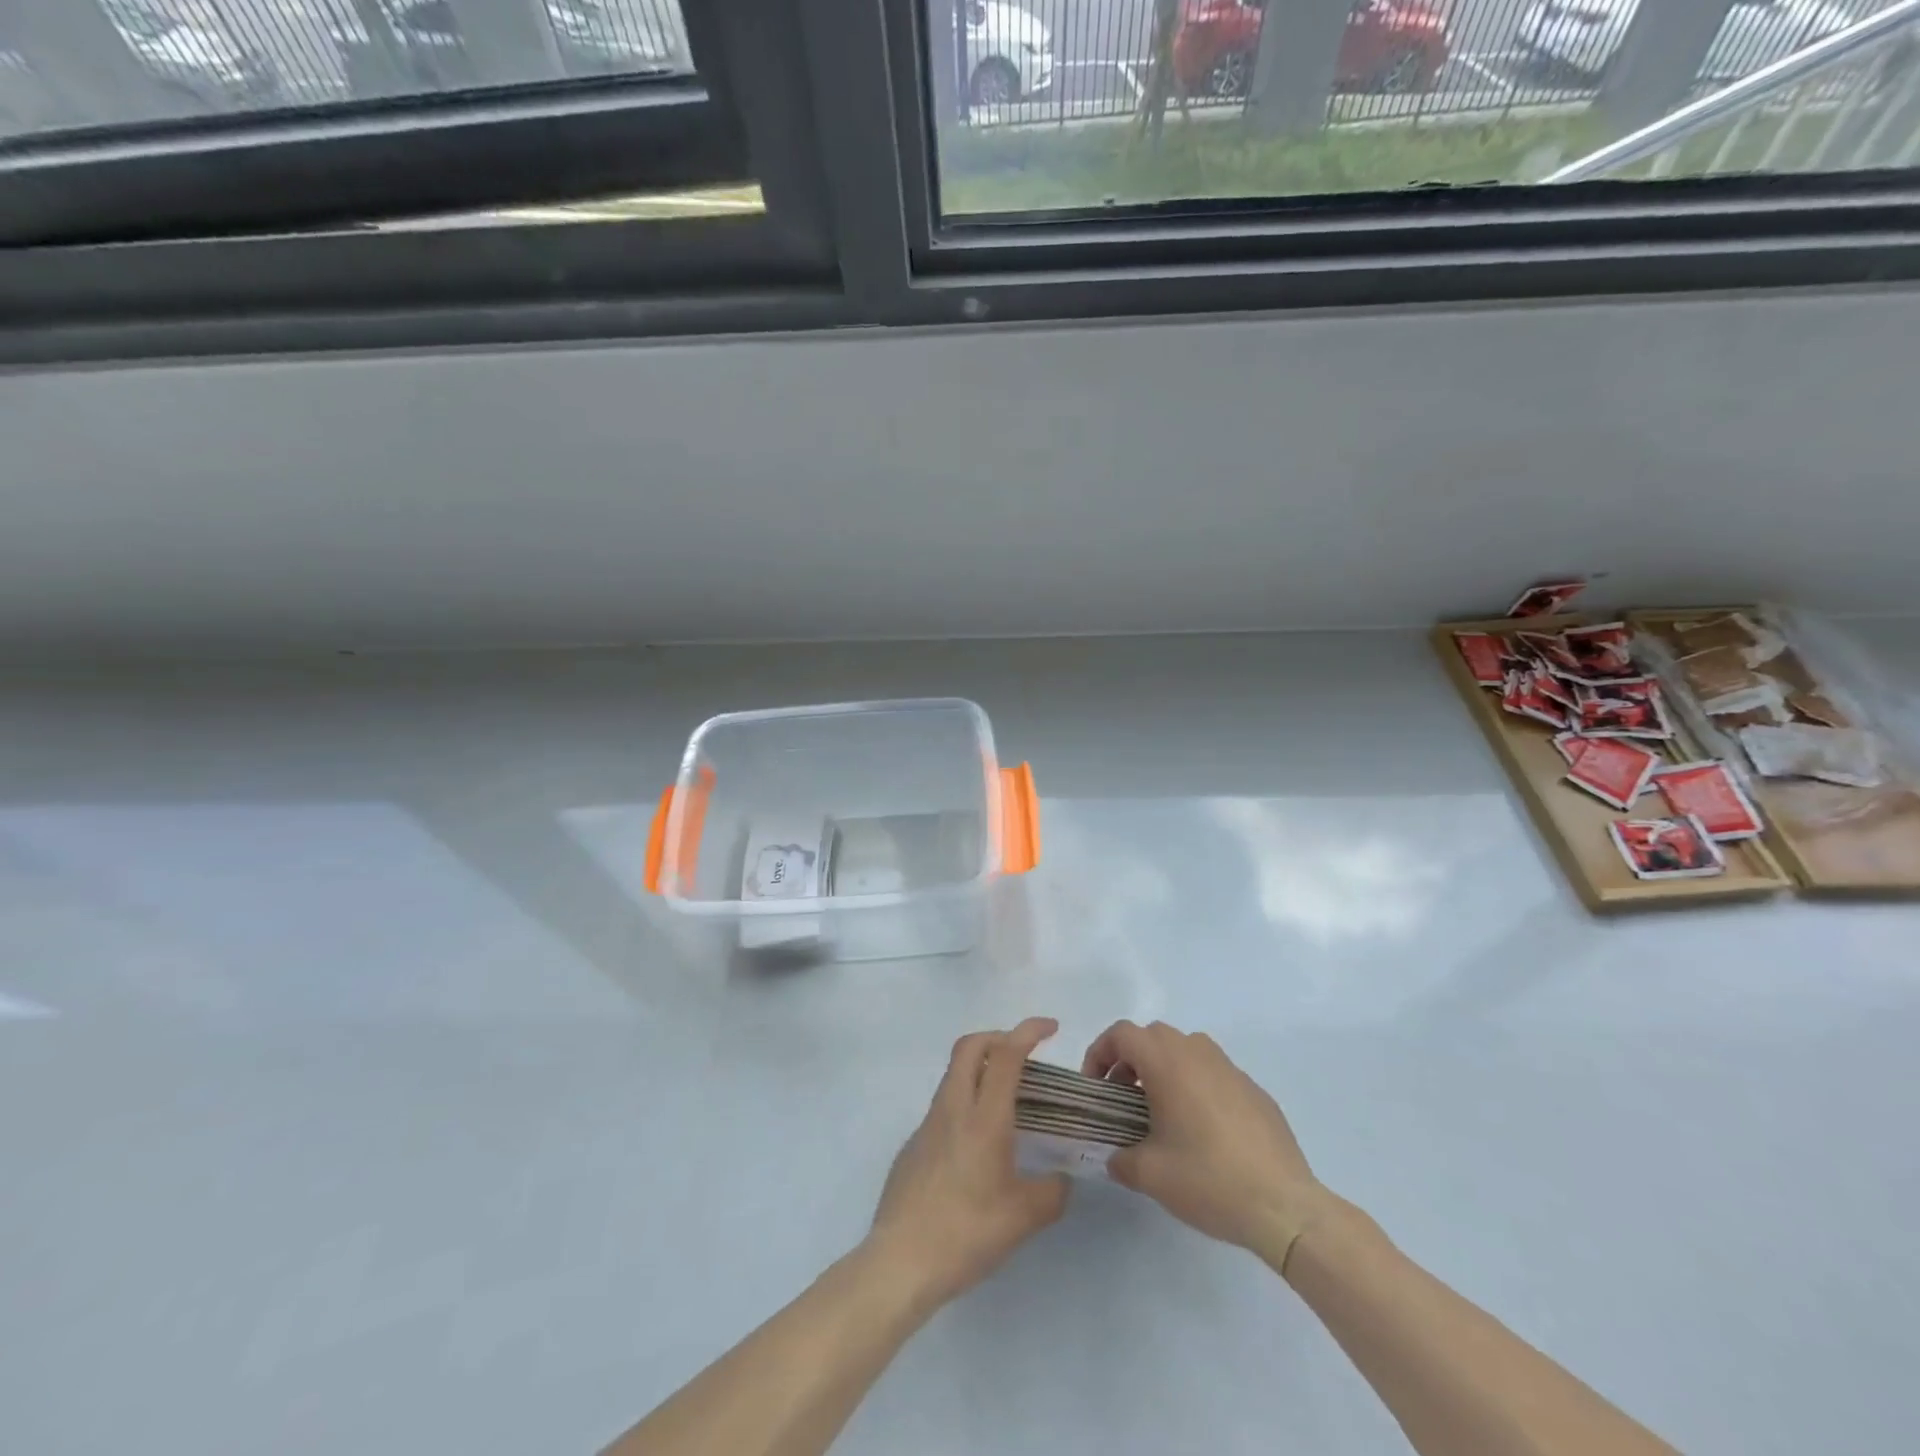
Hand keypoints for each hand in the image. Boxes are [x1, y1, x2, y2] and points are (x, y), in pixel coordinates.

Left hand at [867, 1017, 1071, 1309]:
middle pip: (970, 1046)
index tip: (1050, 1028)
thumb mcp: (1024, 1218)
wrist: (900, 1262)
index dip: (1028, 1031)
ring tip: (1007, 1099)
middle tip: (1024, 1053)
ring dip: (980, 1069)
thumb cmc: (966, 1233)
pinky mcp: (913, 1145)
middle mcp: (953, 1108)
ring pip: (954, 1074)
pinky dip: (965, 1102)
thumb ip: (1051, 1192)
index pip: (1006, 1054)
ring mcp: (927, 1124)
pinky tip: (978, 1144)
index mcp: (983, 1118)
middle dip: (999, 1037)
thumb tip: (1060, 1179)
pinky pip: (943, 1106)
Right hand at [1083, 1020, 1331, 1269]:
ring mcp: (1230, 1068)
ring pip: (1185, 1050)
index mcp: (1167, 1061)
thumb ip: (1120, 1159)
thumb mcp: (1150, 1174)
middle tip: (1122, 1098)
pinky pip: (1213, 1073)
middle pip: (1153, 1036)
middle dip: (1130, 1060)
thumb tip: (1114, 1157)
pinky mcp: (1254, 1090)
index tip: (1095, 1086)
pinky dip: (1196, 1086)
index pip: (1122, 1034)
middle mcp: (1197, 1052)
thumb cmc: (1208, 1179)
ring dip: (1164, 1069)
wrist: (1284, 1206)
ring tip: (1160, 1111)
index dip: (1100, 1053)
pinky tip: (1202, 1130)